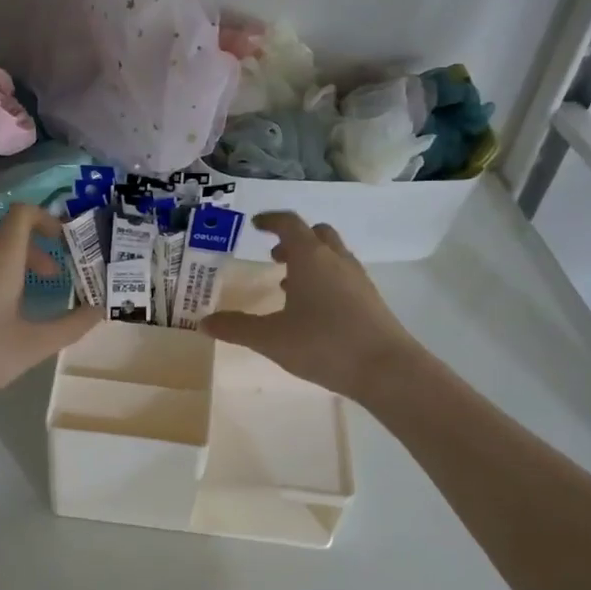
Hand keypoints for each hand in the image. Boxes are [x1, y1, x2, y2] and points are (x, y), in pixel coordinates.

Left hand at [0, 204, 100, 413]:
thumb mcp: (31, 347)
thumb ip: (70, 327)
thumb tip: (100, 309)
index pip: (23, 214)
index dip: (48, 218)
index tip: (66, 241)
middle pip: (8, 238)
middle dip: (37, 253)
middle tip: (55, 279)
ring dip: (12, 270)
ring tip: (24, 305)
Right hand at [201, 212, 416, 399]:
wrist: (386, 368)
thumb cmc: (323, 344)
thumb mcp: (271, 339)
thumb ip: (236, 328)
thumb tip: (204, 322)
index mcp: (310, 257)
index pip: (289, 224)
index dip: (271, 221)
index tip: (256, 225)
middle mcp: (336, 259)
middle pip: (316, 233)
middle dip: (293, 239)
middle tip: (274, 256)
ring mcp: (357, 278)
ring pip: (332, 255)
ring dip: (310, 260)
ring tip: (288, 285)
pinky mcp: (370, 299)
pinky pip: (343, 276)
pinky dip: (325, 280)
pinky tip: (313, 310)